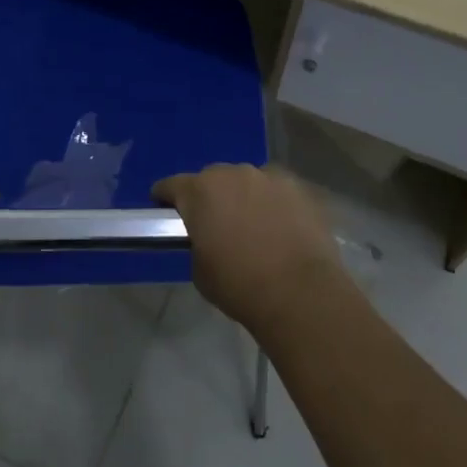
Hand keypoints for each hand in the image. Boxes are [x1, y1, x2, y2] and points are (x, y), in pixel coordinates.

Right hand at [152, 164, 351, 335]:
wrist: (300, 293)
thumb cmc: (240, 285)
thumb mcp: (200, 270)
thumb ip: (197, 242)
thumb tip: (207, 237)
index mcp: (200, 192)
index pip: (171, 185)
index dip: (166, 197)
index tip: (165, 211)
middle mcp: (233, 174)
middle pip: (212, 179)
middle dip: (210, 197)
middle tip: (215, 223)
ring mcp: (269, 177)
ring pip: (248, 181)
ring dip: (244, 196)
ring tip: (253, 224)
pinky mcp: (299, 187)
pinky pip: (277, 190)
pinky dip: (274, 203)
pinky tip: (282, 226)